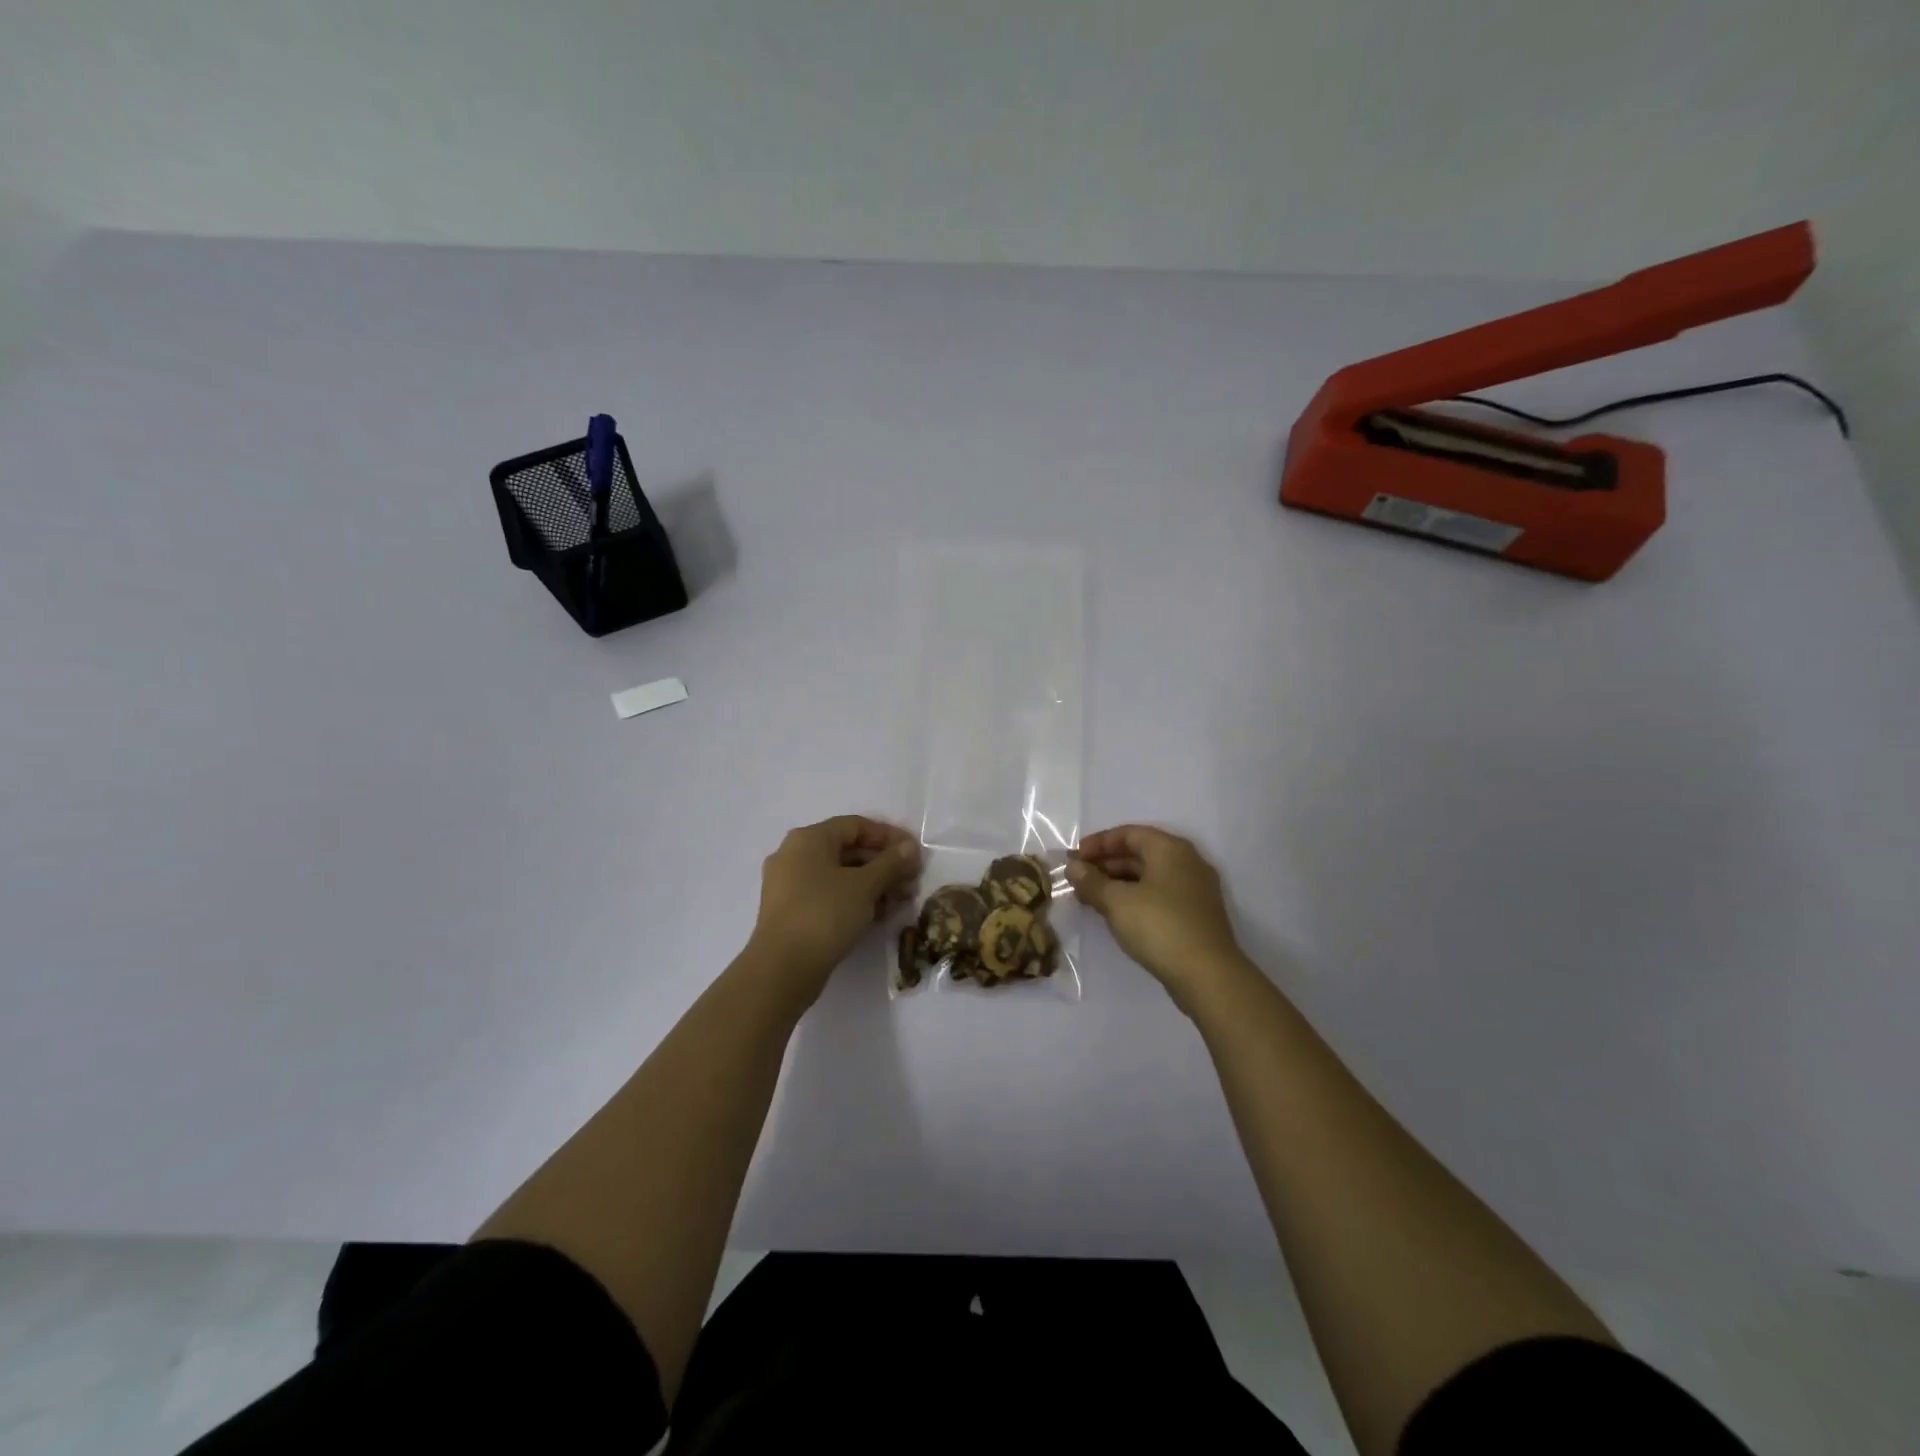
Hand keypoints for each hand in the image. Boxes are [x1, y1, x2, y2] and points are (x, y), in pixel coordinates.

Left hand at [745, 816, 920, 1003]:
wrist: (782, 969)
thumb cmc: (825, 914)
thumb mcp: (865, 886)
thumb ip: (891, 863)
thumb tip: (910, 847)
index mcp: (809, 839)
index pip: (856, 825)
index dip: (889, 836)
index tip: (914, 853)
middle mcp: (794, 854)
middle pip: (848, 850)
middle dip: (884, 865)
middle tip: (911, 882)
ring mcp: (789, 884)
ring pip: (839, 875)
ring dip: (873, 885)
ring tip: (900, 902)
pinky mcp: (790, 911)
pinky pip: (828, 894)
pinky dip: (853, 899)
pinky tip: (878, 915)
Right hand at [1068, 826, 1250, 1011]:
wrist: (1208, 976)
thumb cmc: (1160, 927)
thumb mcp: (1117, 902)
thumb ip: (1092, 881)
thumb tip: (1073, 867)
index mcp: (1170, 849)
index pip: (1129, 834)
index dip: (1098, 843)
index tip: (1074, 858)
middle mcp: (1187, 863)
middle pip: (1140, 853)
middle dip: (1105, 864)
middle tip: (1078, 879)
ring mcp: (1194, 890)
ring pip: (1148, 877)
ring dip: (1117, 883)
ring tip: (1090, 898)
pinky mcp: (1195, 915)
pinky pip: (1158, 895)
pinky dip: (1134, 898)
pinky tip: (1115, 914)